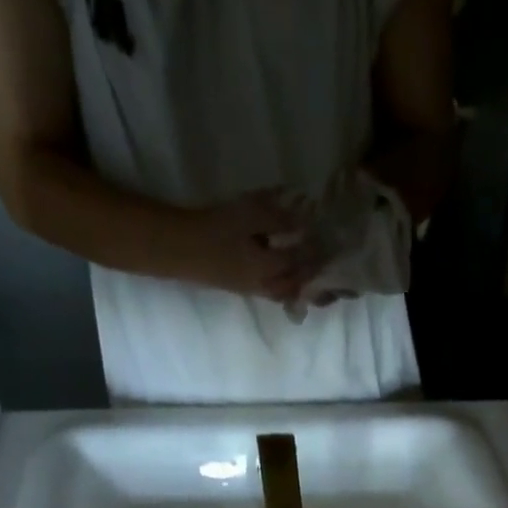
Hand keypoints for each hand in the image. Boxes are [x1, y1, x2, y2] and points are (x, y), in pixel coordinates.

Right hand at [175, 189, 319, 301]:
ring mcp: (251, 288)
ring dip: (298, 286)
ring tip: (311, 278)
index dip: (315, 252)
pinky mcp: (239, 287)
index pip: (300, 262)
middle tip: (327, 269)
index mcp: (269, 267)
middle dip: (312, 278)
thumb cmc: (214, 228)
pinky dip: (283, 287)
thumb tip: (303, 217)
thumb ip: (276, 216)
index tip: (329, 242)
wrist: (179, 249)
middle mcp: (264, 284)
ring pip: (283, 292)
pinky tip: (284, 278)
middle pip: (295, 286)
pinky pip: (270, 292)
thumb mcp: (247, 215)